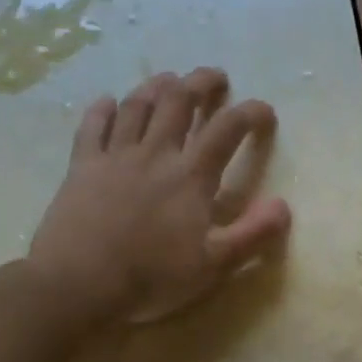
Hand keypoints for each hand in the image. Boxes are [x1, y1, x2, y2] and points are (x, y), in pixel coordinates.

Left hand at [26, 68, 291, 322]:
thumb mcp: (214, 265)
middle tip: (214, 76)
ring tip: (169, 79)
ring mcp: (115, 156)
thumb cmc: (151, 277)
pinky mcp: (82, 166)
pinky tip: (109, 101)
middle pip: (179, 101)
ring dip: (156, 87)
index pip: (227, 129)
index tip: (264, 110)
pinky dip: (102, 109)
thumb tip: (284, 205)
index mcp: (190, 176)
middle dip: (200, 83)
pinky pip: (92, 126)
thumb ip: (252, 233)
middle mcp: (155, 154)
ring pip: (137, 106)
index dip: (249, 113)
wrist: (77, 285)